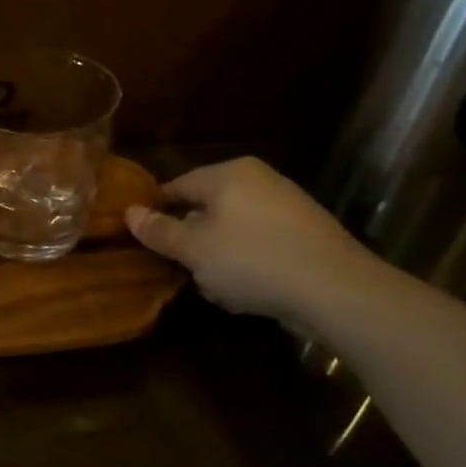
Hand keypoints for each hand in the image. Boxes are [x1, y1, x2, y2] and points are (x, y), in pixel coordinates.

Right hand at [125, 158, 376, 320]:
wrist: (335, 288)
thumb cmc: (252, 260)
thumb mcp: (194, 250)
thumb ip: (160, 231)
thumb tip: (129, 213)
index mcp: (228, 174)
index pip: (177, 186)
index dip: (156, 212)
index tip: (144, 239)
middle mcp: (258, 180)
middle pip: (206, 209)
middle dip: (192, 242)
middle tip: (183, 271)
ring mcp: (286, 205)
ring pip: (232, 230)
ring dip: (218, 259)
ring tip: (218, 289)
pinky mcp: (305, 233)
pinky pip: (260, 244)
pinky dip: (247, 264)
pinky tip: (248, 292)